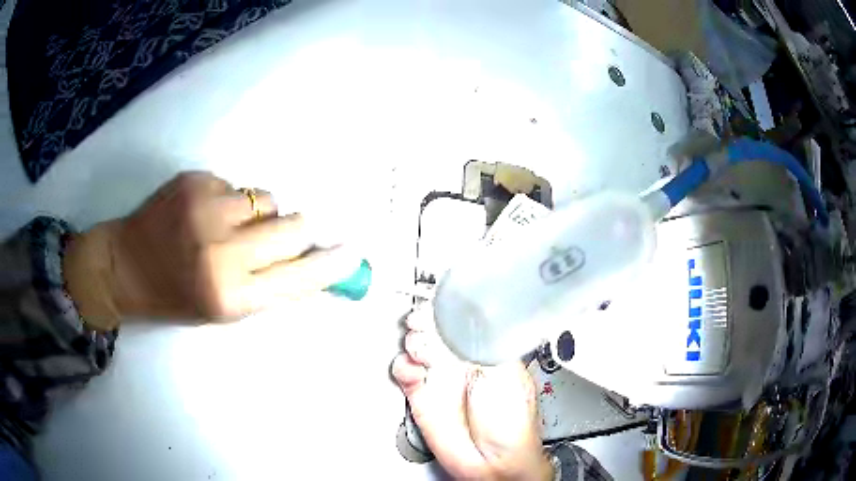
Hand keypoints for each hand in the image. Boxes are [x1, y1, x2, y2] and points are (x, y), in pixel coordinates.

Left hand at [64, 172, 355, 328]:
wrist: (124, 265)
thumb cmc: (175, 297)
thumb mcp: (224, 308)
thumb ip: (269, 285)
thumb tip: (310, 260)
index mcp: (230, 295)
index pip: (300, 276)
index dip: (331, 264)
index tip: (353, 251)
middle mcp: (220, 251)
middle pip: (293, 225)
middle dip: (297, 229)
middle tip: (280, 235)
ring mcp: (205, 208)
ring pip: (266, 198)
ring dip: (258, 213)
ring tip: (227, 225)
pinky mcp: (193, 180)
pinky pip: (235, 185)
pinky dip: (229, 199)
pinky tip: (202, 212)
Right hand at [391, 307, 551, 480]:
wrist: (495, 461)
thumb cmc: (512, 422)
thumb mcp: (506, 375)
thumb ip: (483, 345)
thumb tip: (466, 321)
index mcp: (485, 350)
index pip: (462, 319)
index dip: (448, 309)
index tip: (441, 305)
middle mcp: (461, 361)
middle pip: (434, 327)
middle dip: (426, 320)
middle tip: (426, 325)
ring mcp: (440, 377)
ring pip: (416, 345)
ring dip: (414, 341)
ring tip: (422, 352)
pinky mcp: (422, 395)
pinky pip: (404, 372)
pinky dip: (403, 366)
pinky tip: (414, 371)